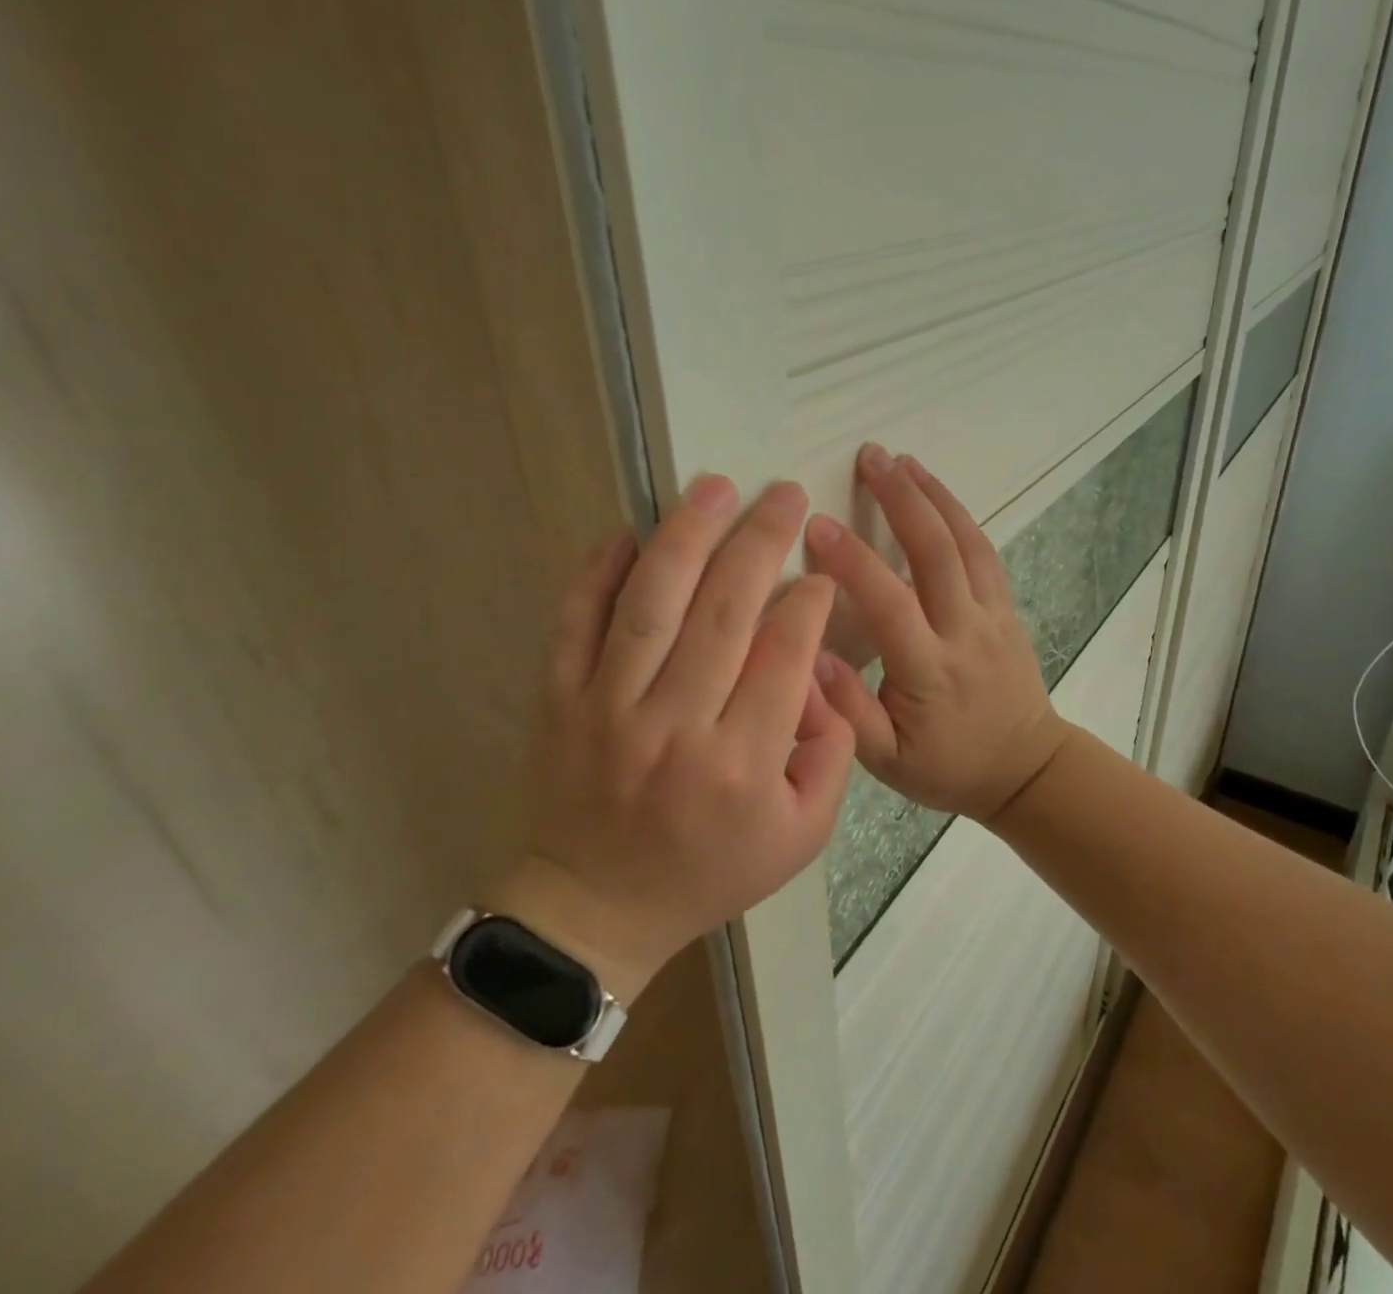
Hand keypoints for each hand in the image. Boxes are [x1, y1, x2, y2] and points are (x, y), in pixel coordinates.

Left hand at [499, 477, 856, 996]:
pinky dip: (596, 571)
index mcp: (741, 762)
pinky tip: (626, 530)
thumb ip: (832, 752)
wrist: (598, 905)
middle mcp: (675, 726)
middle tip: (785, 496)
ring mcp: (608, 708)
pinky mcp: (559, 700)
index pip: (784, 654)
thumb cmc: (710, 870)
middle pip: (725, 611)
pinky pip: (575, 622)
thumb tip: (820, 671)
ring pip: (652, 603)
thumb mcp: (803, 835)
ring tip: (715, 487)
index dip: (809, 602)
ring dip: (686, 536)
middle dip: (762, 542)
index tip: (820, 573)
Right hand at [803, 446, 1071, 822]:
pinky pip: (985, 553)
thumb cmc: (948, 767)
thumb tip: (811, 658)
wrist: (1026, 769)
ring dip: (934, 495)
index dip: (853, 561)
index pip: (889, 603)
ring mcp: (993, 615)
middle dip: (901, 499)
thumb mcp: (888, 763)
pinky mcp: (1007, 609)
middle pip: (936, 552)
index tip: (817, 523)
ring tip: (901, 460)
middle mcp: (964, 632)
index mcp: (929, 671)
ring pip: (966, 543)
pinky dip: (961, 516)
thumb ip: (848, 714)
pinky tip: (938, 493)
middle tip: (869, 456)